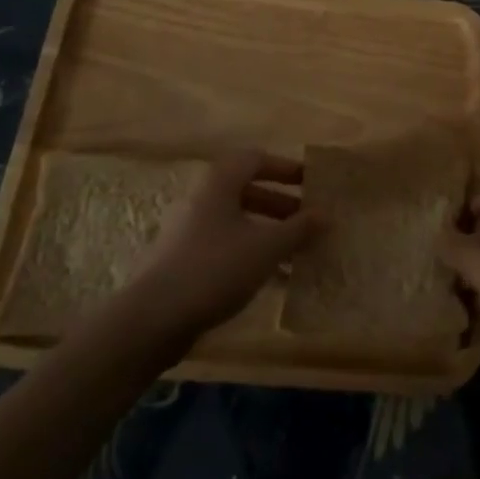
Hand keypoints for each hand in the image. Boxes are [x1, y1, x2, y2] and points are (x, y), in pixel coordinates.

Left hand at [123, 151, 320, 338]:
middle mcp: (202, 199)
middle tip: (309, 221)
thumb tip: (327, 214)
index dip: (286, 168)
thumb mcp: (266, 247)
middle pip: (248, 190)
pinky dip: (251, 254)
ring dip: (269, 232)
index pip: (256, 159)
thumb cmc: (214, 269)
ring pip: (238, 222)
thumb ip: (299, 229)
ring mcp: (189, 231)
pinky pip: (226, 246)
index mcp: (219, 183)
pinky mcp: (183, 261)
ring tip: (298, 253)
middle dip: (282, 205)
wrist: (152, 319)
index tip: (312, 183)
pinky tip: (273, 280)